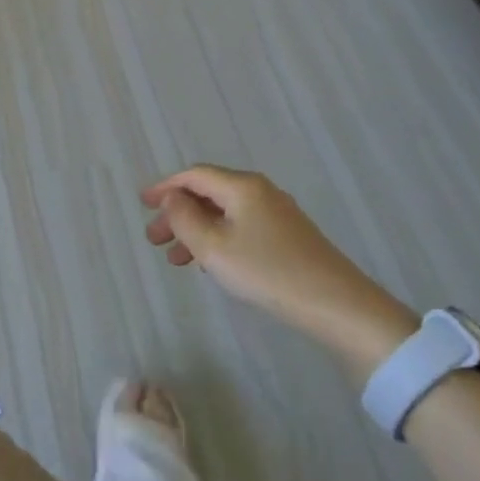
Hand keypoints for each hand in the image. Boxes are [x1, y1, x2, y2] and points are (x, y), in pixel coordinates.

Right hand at [141, 164, 415, 374]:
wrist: (337, 305)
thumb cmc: (267, 272)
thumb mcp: (214, 247)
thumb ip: (185, 218)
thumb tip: (171, 197)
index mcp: (241, 186)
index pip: (194, 175)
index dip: (165, 187)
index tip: (142, 203)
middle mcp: (259, 191)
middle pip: (208, 193)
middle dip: (177, 213)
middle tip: (154, 240)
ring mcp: (277, 213)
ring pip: (224, 212)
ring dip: (195, 230)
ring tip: (176, 259)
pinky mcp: (288, 235)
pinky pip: (241, 226)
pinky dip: (218, 238)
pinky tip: (211, 263)